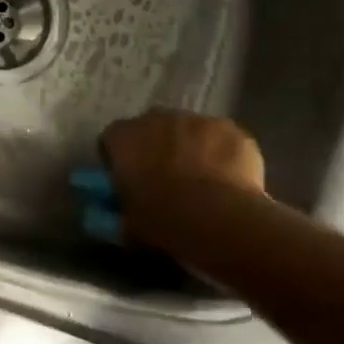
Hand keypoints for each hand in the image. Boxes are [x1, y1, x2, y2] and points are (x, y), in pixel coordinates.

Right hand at [99, 111, 265, 246]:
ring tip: (202, 181)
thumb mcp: (130, 223)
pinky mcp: (230, 128)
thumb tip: (124, 216)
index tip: (128, 179)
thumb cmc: (165, 221)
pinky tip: (230, 180)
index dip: (120, 159)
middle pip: (151, 127)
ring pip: (189, 130)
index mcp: (124, 139)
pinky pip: (221, 138)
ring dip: (191, 148)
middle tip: (165, 178)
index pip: (112, 139)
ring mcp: (196, 120)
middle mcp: (156, 119)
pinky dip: (222, 153)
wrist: (220, 220)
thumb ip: (123, 211)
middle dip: (156, 147)